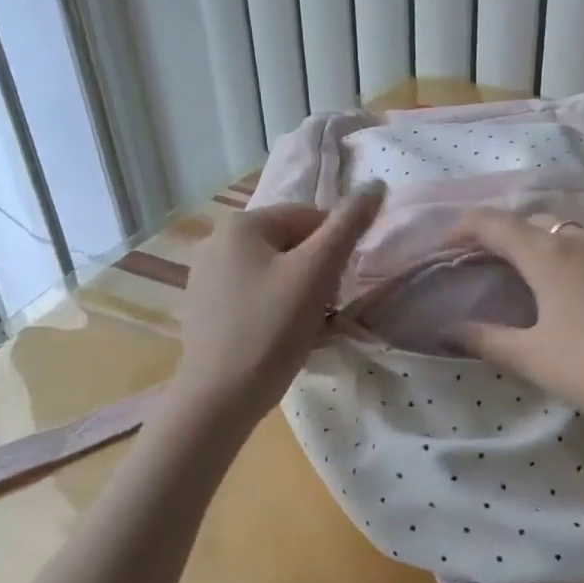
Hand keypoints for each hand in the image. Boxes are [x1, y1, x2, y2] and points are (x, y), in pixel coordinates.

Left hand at [177, 187, 384, 421]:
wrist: (219, 398)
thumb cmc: (271, 329)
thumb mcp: (316, 272)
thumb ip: (348, 225)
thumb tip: (376, 184)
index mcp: (241, 225)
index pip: (310, 217)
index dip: (337, 248)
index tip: (343, 284)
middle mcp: (216, 242)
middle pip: (292, 245)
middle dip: (319, 274)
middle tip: (329, 310)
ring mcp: (207, 278)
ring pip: (276, 273)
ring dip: (304, 294)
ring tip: (311, 328)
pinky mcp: (206, 310)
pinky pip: (257, 296)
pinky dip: (279, 310)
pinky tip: (288, 339)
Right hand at [448, 209, 583, 447]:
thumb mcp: (532, 358)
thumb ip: (485, 339)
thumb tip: (446, 329)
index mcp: (549, 253)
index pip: (494, 223)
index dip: (464, 227)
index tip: (447, 244)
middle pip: (534, 223)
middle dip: (506, 235)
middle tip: (491, 263)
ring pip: (573, 233)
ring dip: (547, 245)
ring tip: (539, 276)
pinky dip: (583, 259)